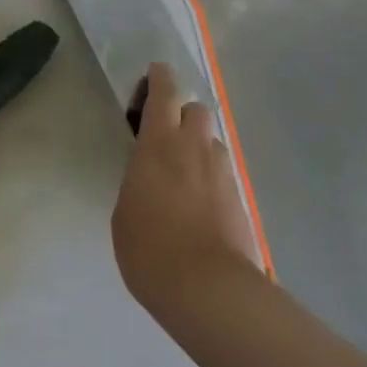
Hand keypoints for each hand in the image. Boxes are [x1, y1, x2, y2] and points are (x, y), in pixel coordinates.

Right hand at [113, 63, 260, 314]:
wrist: (209, 290)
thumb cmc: (150, 248)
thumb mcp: (124, 211)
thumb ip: (138, 181)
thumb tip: (148, 179)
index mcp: (159, 142)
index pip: (164, 91)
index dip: (160, 78)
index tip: (154, 76)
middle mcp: (194, 147)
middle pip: (196, 109)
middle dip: (183, 114)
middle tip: (167, 136)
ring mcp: (222, 172)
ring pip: (212, 141)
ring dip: (199, 147)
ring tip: (185, 175)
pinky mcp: (241, 198)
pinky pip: (223, 173)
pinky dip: (212, 178)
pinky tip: (202, 204)